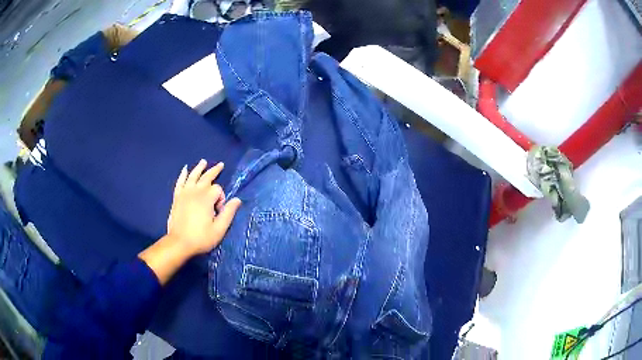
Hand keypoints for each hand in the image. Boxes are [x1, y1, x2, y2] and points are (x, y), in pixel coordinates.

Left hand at [140, 160, 240, 284]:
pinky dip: (183, 175)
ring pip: (193, 176)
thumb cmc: (201, 238)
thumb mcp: (219, 229)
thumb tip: (237, 199)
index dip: (222, 198)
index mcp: (206, 198)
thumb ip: (228, 213)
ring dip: (199, 168)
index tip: (219, 211)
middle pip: (206, 177)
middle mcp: (195, 192)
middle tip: (221, 165)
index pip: (218, 189)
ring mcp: (184, 193)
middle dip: (215, 171)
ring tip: (204, 161)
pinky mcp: (177, 197)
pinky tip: (185, 169)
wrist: (179, 243)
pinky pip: (180, 182)